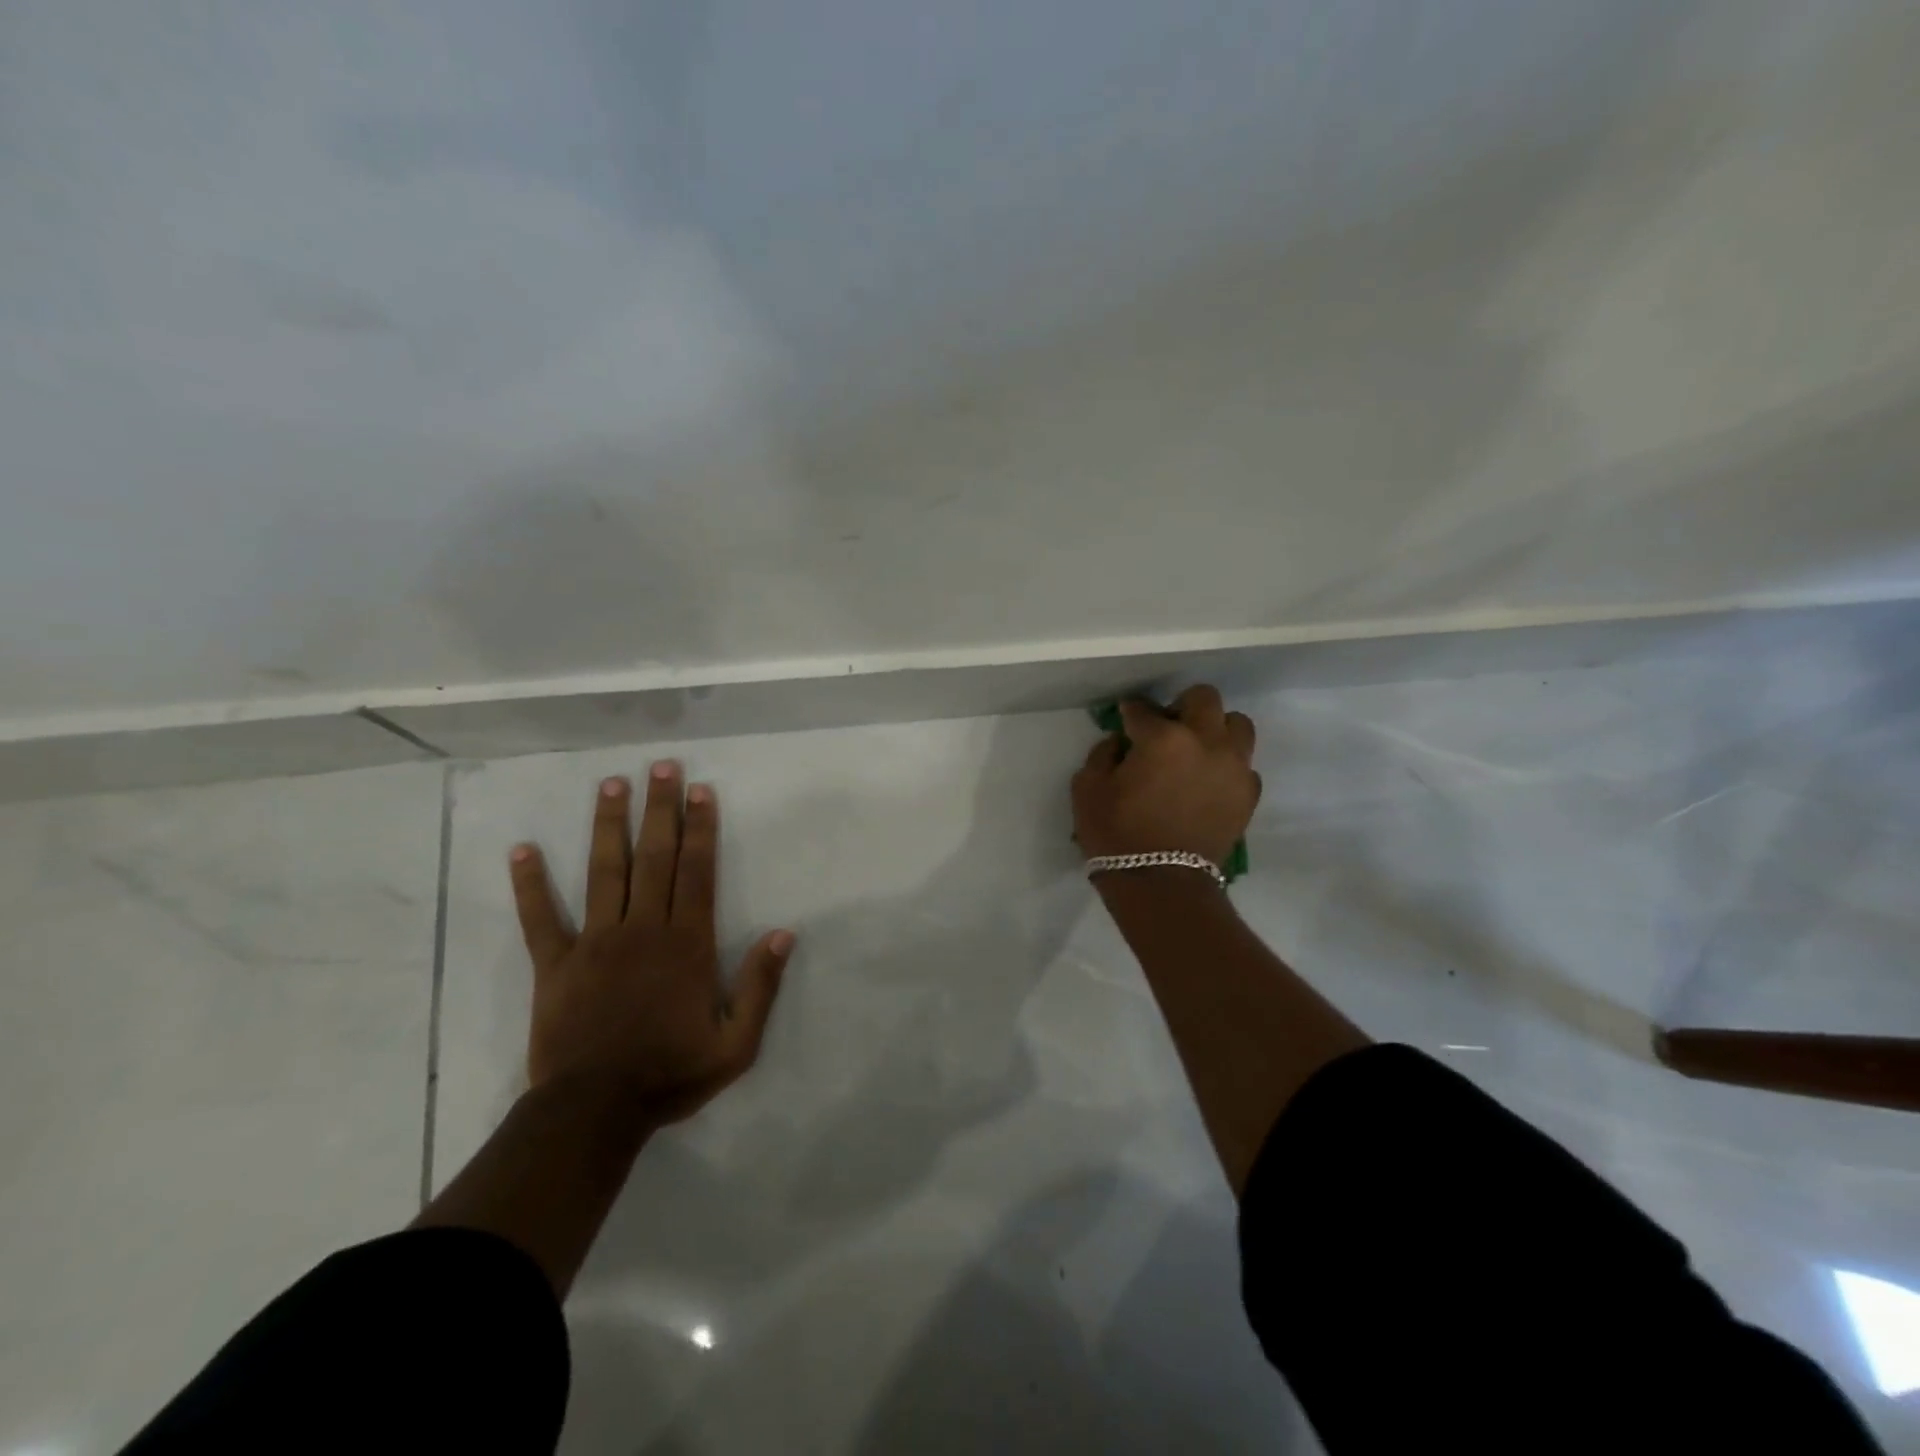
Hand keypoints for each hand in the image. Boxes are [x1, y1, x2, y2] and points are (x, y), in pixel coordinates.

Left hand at [508, 762, 793, 1133]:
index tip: (699, 790)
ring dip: (609, 825)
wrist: (594, 1112)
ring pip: (604, 872)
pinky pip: (541, 918)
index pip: (697, 871)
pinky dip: (530, 884)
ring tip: (611, 784)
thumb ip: (761, 986)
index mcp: (686, 943)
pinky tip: (522, 849)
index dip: (701, 828)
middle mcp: (643, 929)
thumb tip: (782, 933)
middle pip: (655, 857)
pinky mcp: (556, 965)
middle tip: (661, 766)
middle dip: (661, 809)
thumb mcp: (737, 1044)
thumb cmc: (671, 1074)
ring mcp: (595, 943)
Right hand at [1072, 685, 1259, 866]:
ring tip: (1196, 750)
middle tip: (1166, 729)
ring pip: (1237, 724)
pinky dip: (1227, 765)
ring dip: (1215, 729)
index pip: (1143, 709)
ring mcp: (1234, 767)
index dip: (1130, 712)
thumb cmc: (1117, 834)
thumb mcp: (1087, 789)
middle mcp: (1206, 741)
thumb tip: (1120, 742)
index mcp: (1163, 737)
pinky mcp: (1248, 794)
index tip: (1125, 720)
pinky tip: (1208, 782)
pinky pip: (1244, 765)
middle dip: (1182, 706)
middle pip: (1204, 698)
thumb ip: (1102, 754)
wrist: (1162, 885)